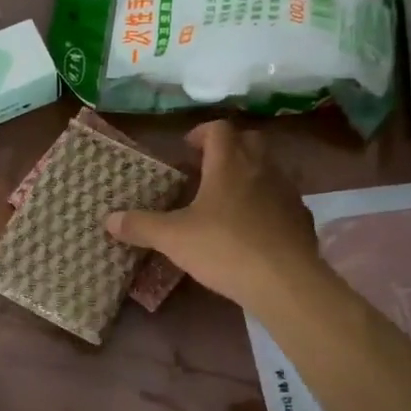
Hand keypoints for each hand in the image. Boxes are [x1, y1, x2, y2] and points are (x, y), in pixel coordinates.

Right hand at [106, 120, 322, 311]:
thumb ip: (141, 226)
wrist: (284, 281)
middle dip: (228, 148)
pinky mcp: (301, 217)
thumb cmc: (224, 248)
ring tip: (227, 199)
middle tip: (207, 169)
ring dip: (248, 174)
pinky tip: (253, 227)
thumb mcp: (173, 239)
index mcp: (229, 164)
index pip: (219, 129)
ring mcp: (287, 192)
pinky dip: (267, 202)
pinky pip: (282, 199)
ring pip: (268, 168)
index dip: (201, 133)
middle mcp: (261, 168)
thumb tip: (108, 219)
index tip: (187, 148)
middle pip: (248, 141)